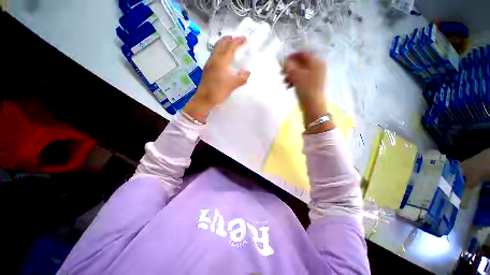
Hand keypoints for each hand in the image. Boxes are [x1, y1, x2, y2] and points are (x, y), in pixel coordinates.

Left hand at [184, 36, 249, 122]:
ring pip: (216, 49)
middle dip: (229, 39)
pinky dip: (220, 51)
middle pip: (220, 44)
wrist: (204, 99)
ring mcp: (209, 64)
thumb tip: (248, 72)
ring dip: (223, 44)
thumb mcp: (232, 86)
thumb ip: (241, 78)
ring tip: (230, 45)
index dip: (238, 41)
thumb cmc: (218, 92)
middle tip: (236, 38)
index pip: (230, 47)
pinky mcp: (207, 69)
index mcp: (221, 62)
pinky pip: (214, 55)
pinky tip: (223, 58)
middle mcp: (214, 60)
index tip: (244, 38)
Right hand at [283, 51, 333, 132]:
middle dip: (290, 68)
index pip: (304, 53)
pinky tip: (288, 86)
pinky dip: (294, 81)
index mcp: (316, 62)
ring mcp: (314, 77)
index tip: (283, 60)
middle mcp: (317, 68)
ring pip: (300, 72)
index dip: (293, 55)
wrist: (313, 106)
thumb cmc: (306, 88)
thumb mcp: (296, 75)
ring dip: (290, 75)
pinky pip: (301, 80)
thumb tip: (284, 60)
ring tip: (284, 81)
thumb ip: (289, 66)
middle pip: (301, 64)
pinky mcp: (311, 85)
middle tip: (281, 72)